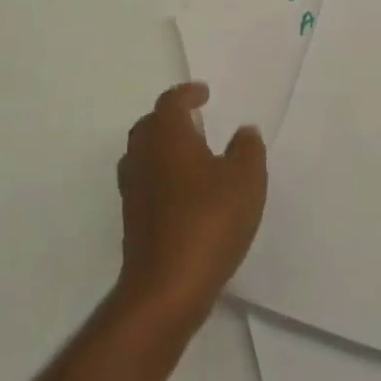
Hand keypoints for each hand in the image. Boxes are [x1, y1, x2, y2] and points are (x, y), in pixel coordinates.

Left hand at [115, 83, 266, 327]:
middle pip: (150, 125)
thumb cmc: (208, 221)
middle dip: (171, 118)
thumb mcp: (245, 180)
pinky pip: (145, 183)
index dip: (187, 94)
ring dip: (163, 148)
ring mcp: (133, 190)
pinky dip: (161, 177)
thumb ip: (247, 149)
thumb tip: (243, 132)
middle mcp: (143, 157)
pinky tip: (184, 193)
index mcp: (167, 137)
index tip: (204, 93)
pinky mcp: (132, 221)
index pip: (171, 102)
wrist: (166, 287)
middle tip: (196, 121)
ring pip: (143, 154)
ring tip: (191, 155)